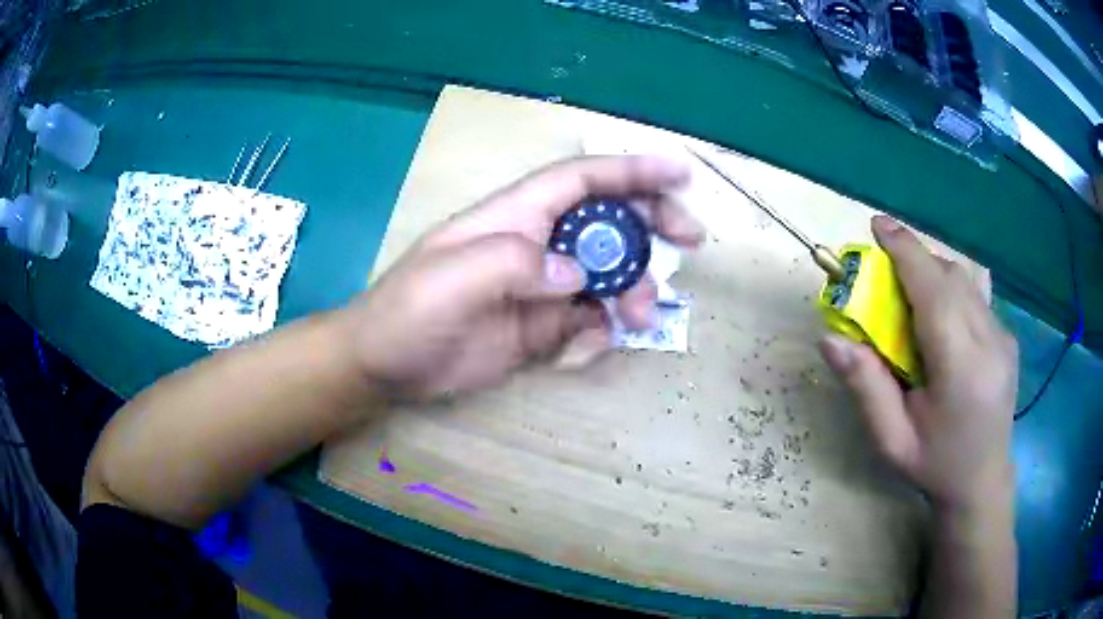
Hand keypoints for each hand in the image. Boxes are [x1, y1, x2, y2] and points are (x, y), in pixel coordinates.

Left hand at [341, 156, 704, 401]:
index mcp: (516, 217)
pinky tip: (610, 335)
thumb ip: (515, 264)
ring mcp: (542, 287)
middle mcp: (537, 244)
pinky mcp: (542, 327)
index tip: (679, 173)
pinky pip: (590, 317)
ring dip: (635, 285)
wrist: (386, 365)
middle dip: (653, 223)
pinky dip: (609, 323)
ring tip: (642, 313)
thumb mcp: (452, 278)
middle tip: (692, 239)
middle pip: (607, 220)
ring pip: (607, 273)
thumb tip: (577, 274)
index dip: (631, 170)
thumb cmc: (409, 310)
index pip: (582, 180)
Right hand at [818, 216, 1017, 514]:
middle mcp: (990, 343)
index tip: (877, 225)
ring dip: (932, 272)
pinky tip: (939, 316)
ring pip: (965, 280)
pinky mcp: (1007, 336)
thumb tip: (830, 338)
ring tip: (910, 294)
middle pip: (950, 276)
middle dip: (915, 259)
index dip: (906, 251)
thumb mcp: (891, 440)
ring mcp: (1004, 337)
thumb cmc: (934, 466)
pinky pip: (975, 295)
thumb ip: (866, 387)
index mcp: (962, 371)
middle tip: (883, 272)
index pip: (935, 291)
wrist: (982, 481)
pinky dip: (950, 289)